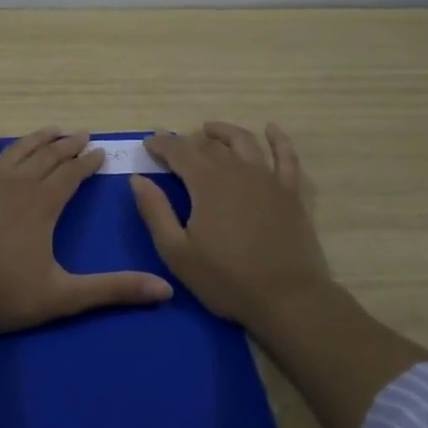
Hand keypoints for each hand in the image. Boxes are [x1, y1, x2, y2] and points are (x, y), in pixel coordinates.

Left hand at [0, 127, 173, 333]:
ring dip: (35, 140)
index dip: (88, 162)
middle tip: (82, 134)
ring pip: (16, 154)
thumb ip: (113, 290)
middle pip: (47, 158)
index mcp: (43, 205)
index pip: (72, 175)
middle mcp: (17, 186)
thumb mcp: (63, 296)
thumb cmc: (2, 293)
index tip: (101, 151)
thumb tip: (165, 290)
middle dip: (67, 145)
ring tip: (51, 130)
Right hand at [129, 122, 336, 332]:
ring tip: (210, 130)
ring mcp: (267, 179)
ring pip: (244, 142)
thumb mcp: (177, 252)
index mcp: (206, 183)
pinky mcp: (290, 193)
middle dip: (187, 142)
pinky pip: (285, 157)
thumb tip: (138, 179)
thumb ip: (155, 211)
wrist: (287, 299)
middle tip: (173, 147)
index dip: (161, 144)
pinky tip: (271, 129)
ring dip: (224, 132)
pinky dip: (278, 139)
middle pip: (209, 146)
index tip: (148, 145)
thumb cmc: (226, 279)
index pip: (178, 151)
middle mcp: (236, 171)